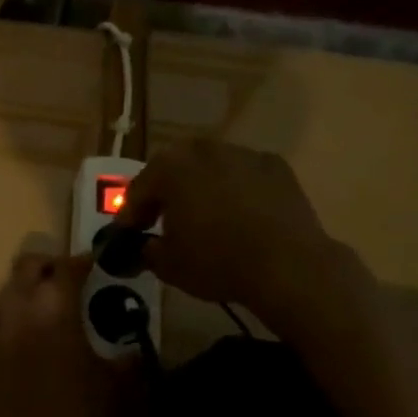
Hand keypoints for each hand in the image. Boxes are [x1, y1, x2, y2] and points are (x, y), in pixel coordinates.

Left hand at [0, 254, 108, 416]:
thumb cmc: (63, 411)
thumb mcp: (105, 387)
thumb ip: (122, 363)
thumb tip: (134, 352)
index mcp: (54, 303)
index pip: (68, 265)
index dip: (84, 261)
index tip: (98, 264)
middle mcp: (20, 301)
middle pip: (30, 263)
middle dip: (51, 265)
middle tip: (73, 280)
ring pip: (12, 285)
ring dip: (32, 286)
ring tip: (55, 309)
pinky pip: (2, 311)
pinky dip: (19, 311)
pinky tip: (35, 335)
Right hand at [112, 139, 368, 335]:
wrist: (288, 266)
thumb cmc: (217, 261)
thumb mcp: (168, 265)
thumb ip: (147, 250)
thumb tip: (144, 246)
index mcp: (170, 168)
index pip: (139, 190)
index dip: (131, 215)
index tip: (129, 235)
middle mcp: (203, 150)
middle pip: (174, 170)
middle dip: (166, 194)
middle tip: (163, 221)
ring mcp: (242, 154)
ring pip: (210, 169)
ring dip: (201, 188)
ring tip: (204, 218)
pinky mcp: (276, 166)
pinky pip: (243, 176)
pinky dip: (236, 190)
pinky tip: (240, 216)